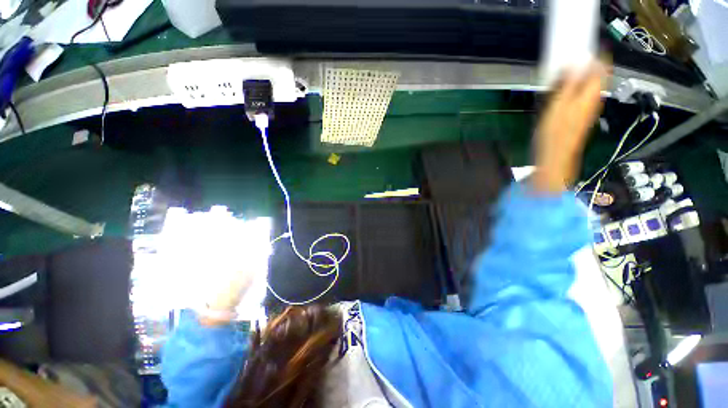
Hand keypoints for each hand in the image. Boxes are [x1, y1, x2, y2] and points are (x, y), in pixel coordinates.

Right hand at [532, 64, 606, 192]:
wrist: (556, 155)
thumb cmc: (555, 132)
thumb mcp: (558, 106)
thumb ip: (568, 84)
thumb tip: (575, 64)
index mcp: (591, 94)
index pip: (602, 67)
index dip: (598, 55)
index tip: (588, 47)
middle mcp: (594, 99)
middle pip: (597, 75)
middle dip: (588, 65)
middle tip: (573, 60)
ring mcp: (589, 108)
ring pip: (590, 86)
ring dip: (581, 77)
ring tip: (566, 74)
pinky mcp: (581, 116)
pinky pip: (583, 96)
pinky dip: (576, 89)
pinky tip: (564, 92)